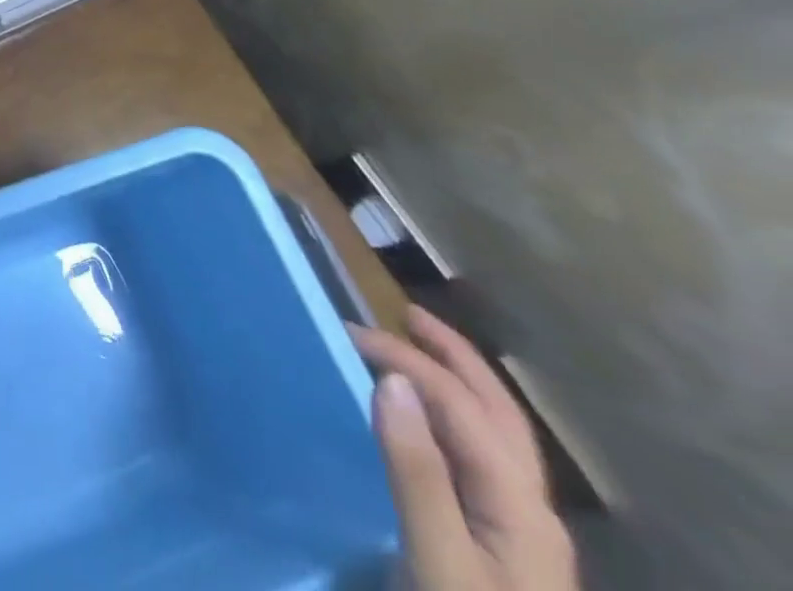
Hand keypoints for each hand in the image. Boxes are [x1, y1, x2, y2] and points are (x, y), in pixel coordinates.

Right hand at [351, 307, 579, 590]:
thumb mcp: (436, 560)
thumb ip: (417, 471)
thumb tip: (391, 380)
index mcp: (518, 505)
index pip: (461, 404)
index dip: (406, 360)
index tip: (345, 334)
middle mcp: (530, 507)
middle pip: (499, 413)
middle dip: (455, 357)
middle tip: (405, 313)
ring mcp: (523, 531)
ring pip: (498, 434)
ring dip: (460, 382)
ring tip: (418, 350)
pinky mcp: (505, 546)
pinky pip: (483, 457)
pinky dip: (456, 417)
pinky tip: (430, 421)